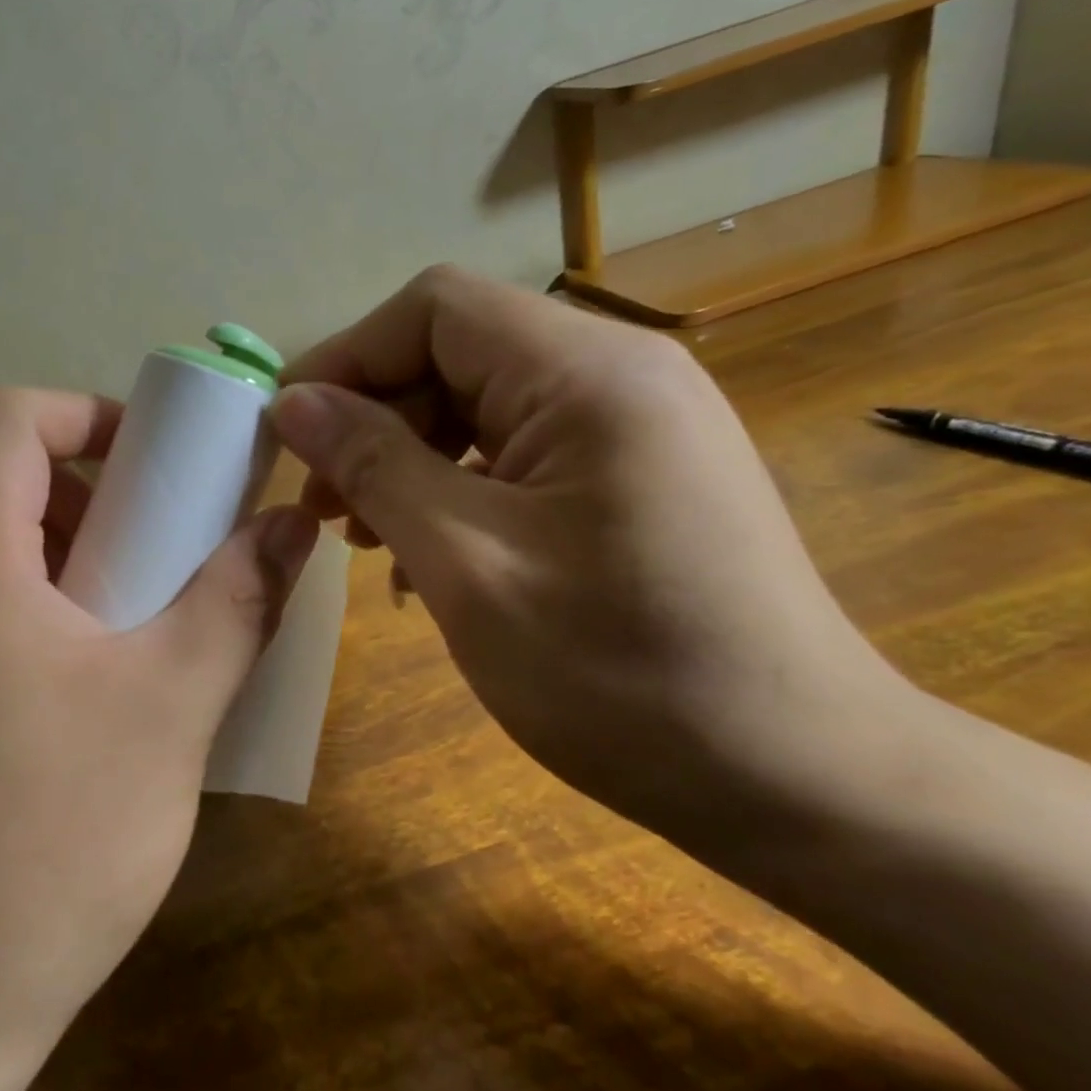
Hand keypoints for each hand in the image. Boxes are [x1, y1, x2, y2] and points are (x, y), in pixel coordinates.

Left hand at [0, 386, 316, 1066]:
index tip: (157, 459)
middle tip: (144, 515)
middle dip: (69, 462)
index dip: (84, 411)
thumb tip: (290, 524)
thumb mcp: (175, 703)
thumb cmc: (58, 836)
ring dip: (56, 521)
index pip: (2, 418)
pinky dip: (39, 576)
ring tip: (135, 580)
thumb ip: (239, 599)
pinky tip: (103, 646)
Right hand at [270, 266, 901, 844]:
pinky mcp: (638, 473)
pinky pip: (521, 451)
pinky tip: (432, 558)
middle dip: (376, 417)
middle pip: (457, 352)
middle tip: (326, 507)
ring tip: (368, 537)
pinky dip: (460, 487)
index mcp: (586, 374)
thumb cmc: (620, 674)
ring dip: (411, 457)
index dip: (348, 357)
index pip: (435, 308)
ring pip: (483, 404)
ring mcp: (635, 424)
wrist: (799, 782)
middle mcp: (619, 373)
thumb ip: (373, 465)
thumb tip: (293, 402)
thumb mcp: (465, 564)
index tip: (291, 435)